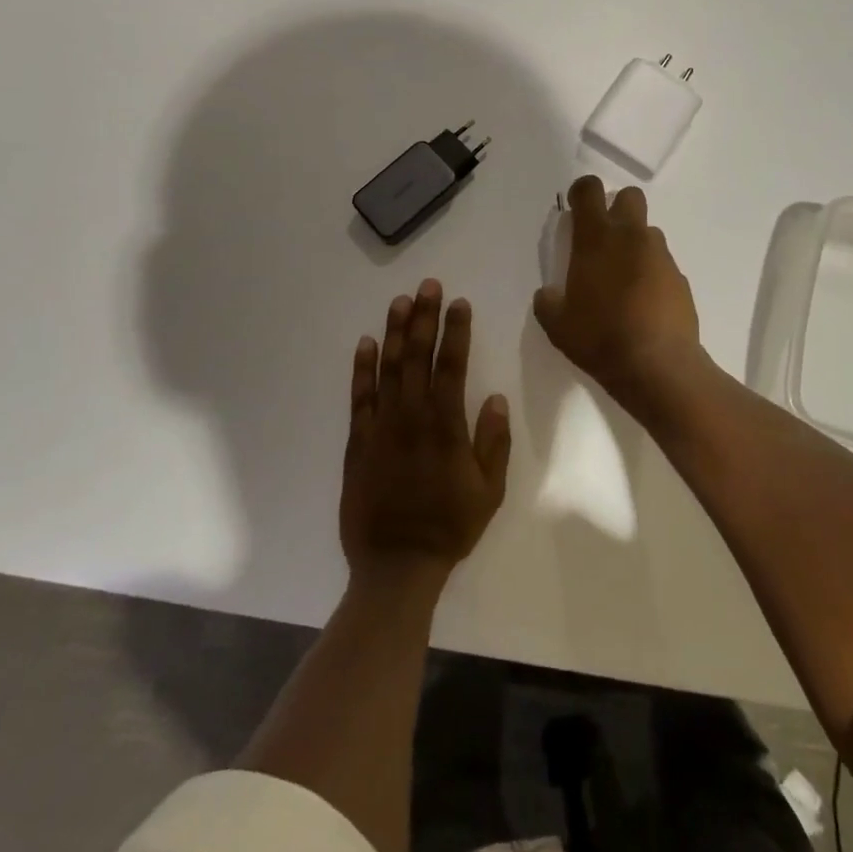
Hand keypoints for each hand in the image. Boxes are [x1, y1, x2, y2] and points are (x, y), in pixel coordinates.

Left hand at [341, 280, 511, 590]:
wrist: (396, 565)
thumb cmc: (449, 527)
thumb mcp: (489, 491)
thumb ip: (493, 442)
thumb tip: (494, 397)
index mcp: (446, 426)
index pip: (452, 366)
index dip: (456, 332)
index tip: (459, 303)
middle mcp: (411, 417)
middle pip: (417, 357)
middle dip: (424, 318)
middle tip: (428, 286)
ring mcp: (381, 427)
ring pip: (388, 369)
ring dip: (394, 332)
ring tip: (400, 302)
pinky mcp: (358, 442)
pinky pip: (359, 398)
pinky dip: (362, 369)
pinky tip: (366, 344)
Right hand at [533, 176, 704, 413]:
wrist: (658, 366)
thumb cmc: (600, 338)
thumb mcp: (557, 325)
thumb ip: (548, 301)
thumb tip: (550, 294)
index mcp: (596, 239)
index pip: (589, 190)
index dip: (581, 192)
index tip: (575, 208)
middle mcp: (631, 237)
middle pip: (629, 196)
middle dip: (616, 208)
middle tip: (603, 239)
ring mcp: (660, 256)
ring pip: (648, 232)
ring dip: (634, 244)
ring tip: (623, 279)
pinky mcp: (680, 278)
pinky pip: (661, 264)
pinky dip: (651, 273)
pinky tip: (643, 303)